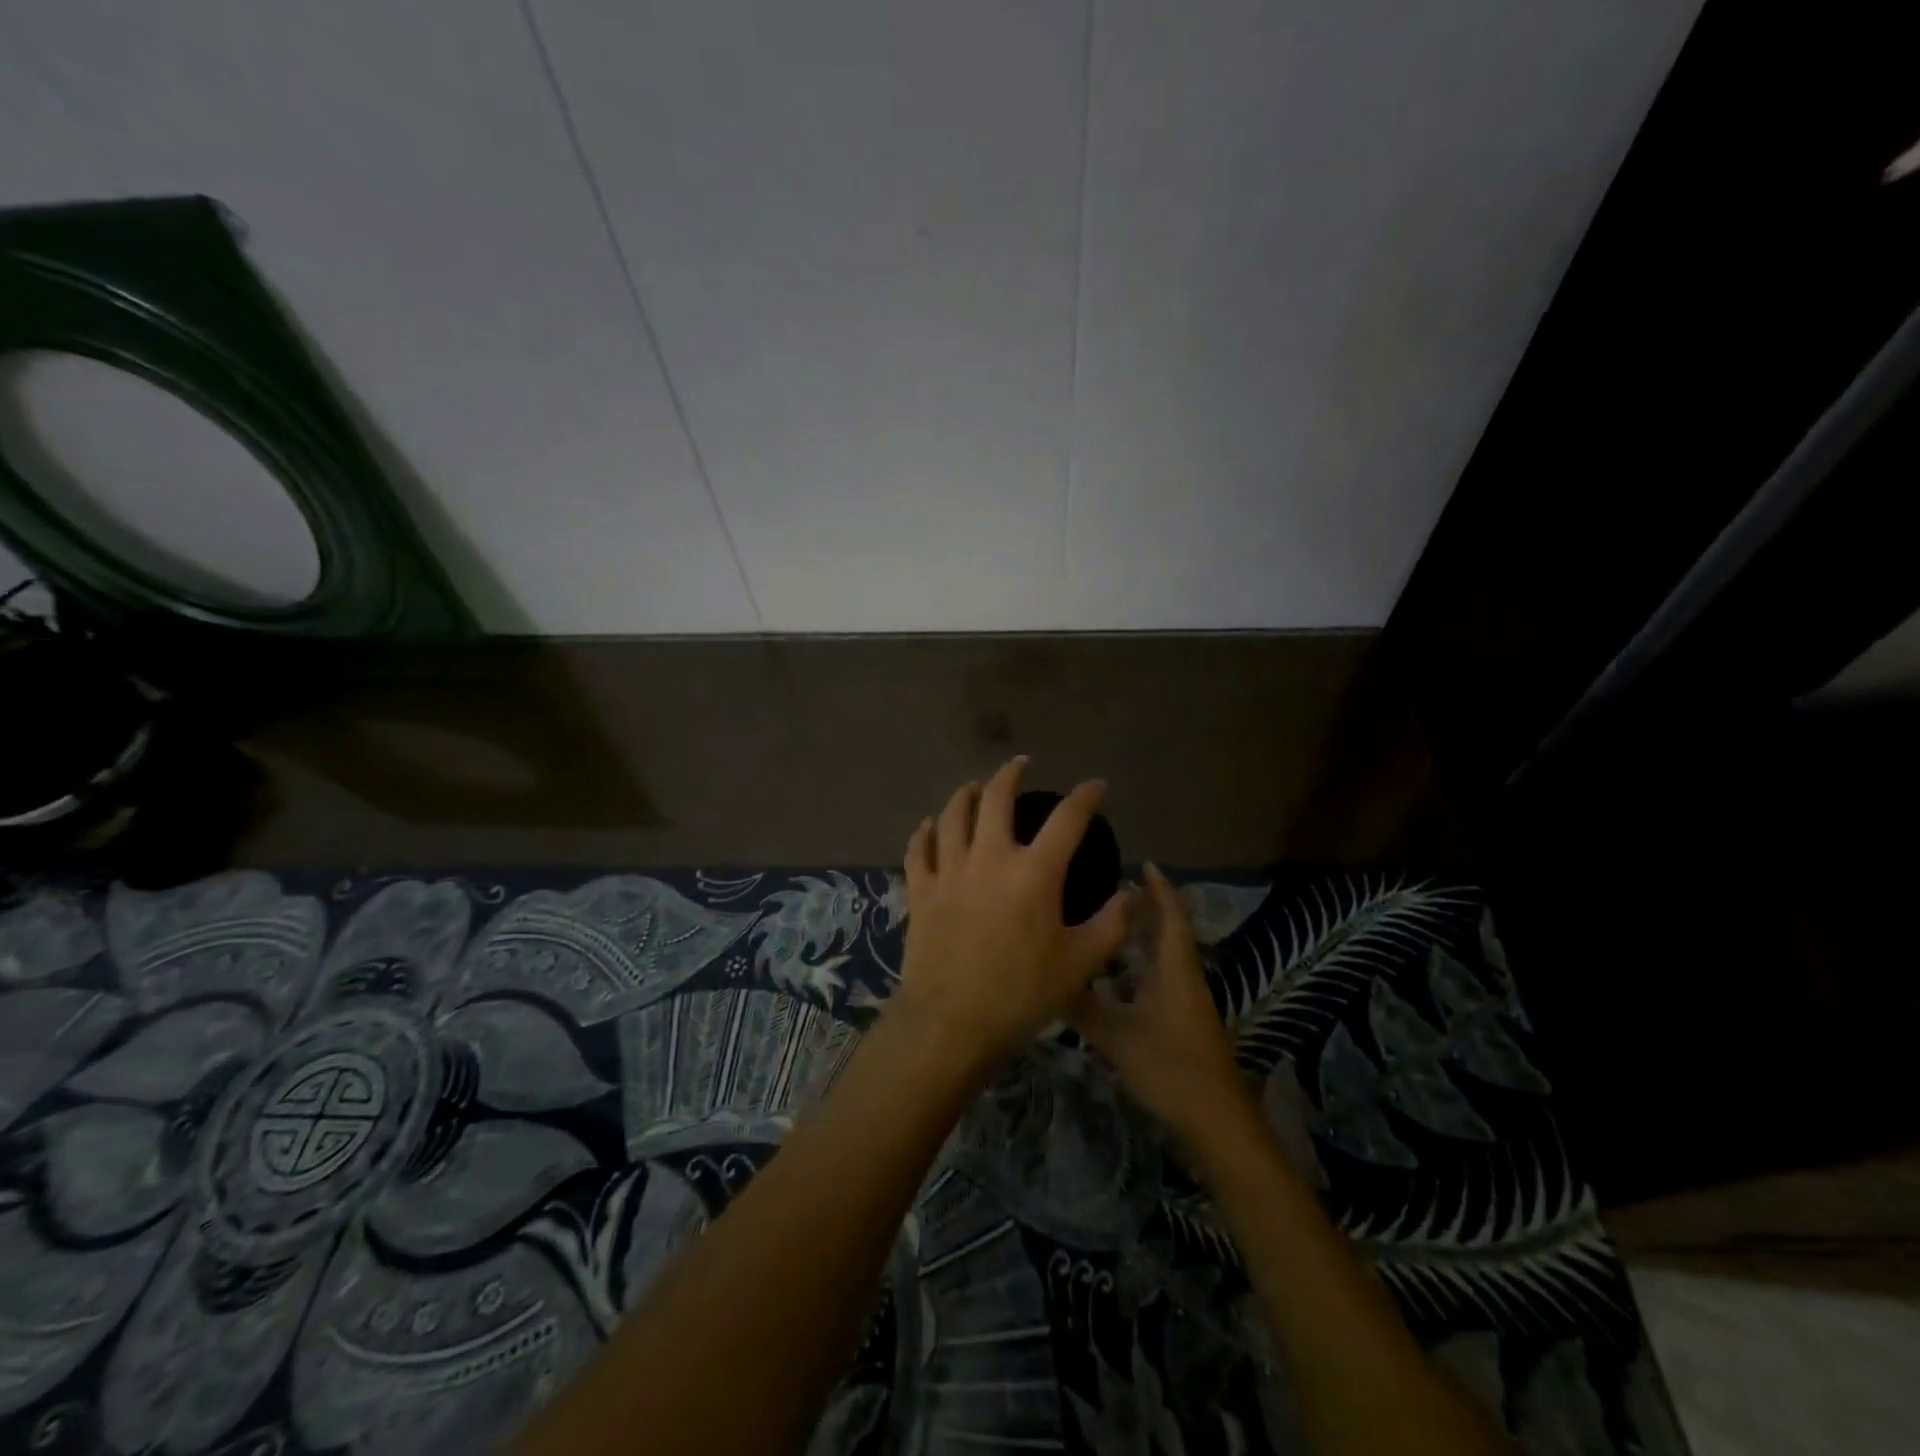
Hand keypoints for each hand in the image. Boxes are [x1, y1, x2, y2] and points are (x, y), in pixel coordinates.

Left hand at [892, 758, 1132, 1075]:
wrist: (951, 1022)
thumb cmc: (1022, 994)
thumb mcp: (1081, 963)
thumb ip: (1112, 924)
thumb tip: (1132, 894)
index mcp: (1034, 872)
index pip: (1067, 820)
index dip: (1085, 797)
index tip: (1096, 786)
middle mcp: (990, 858)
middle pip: (996, 799)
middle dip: (1010, 775)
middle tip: (1020, 764)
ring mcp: (950, 871)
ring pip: (952, 815)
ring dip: (965, 794)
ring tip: (973, 786)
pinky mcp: (921, 890)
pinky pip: (919, 849)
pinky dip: (925, 832)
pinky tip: (929, 825)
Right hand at [1070, 863, 1252, 1140]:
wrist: (1216, 1120)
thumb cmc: (1171, 1067)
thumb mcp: (1117, 1036)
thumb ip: (1081, 1007)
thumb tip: (1046, 979)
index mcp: (1174, 969)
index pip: (1170, 916)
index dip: (1159, 888)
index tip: (1143, 863)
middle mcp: (1183, 977)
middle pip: (1168, 931)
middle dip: (1146, 907)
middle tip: (1113, 887)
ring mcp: (1185, 1001)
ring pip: (1163, 956)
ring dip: (1142, 936)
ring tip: (1108, 922)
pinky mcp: (1182, 1021)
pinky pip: (1159, 977)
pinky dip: (1140, 965)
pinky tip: (1115, 975)